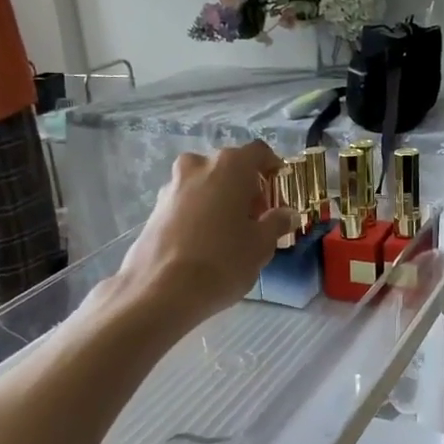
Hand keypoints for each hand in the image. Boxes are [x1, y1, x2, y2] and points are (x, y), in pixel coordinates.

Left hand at [113, 143, 292, 325]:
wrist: (161, 290)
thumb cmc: (222, 261)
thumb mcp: (261, 245)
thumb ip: (277, 223)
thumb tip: (287, 213)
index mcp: (229, 166)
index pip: (258, 152)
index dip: (272, 167)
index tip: (279, 187)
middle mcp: (198, 166)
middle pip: (229, 168)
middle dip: (246, 188)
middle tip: (257, 218)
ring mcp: (172, 186)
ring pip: (205, 184)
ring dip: (221, 200)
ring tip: (230, 233)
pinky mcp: (155, 209)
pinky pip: (187, 202)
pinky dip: (200, 213)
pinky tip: (205, 243)